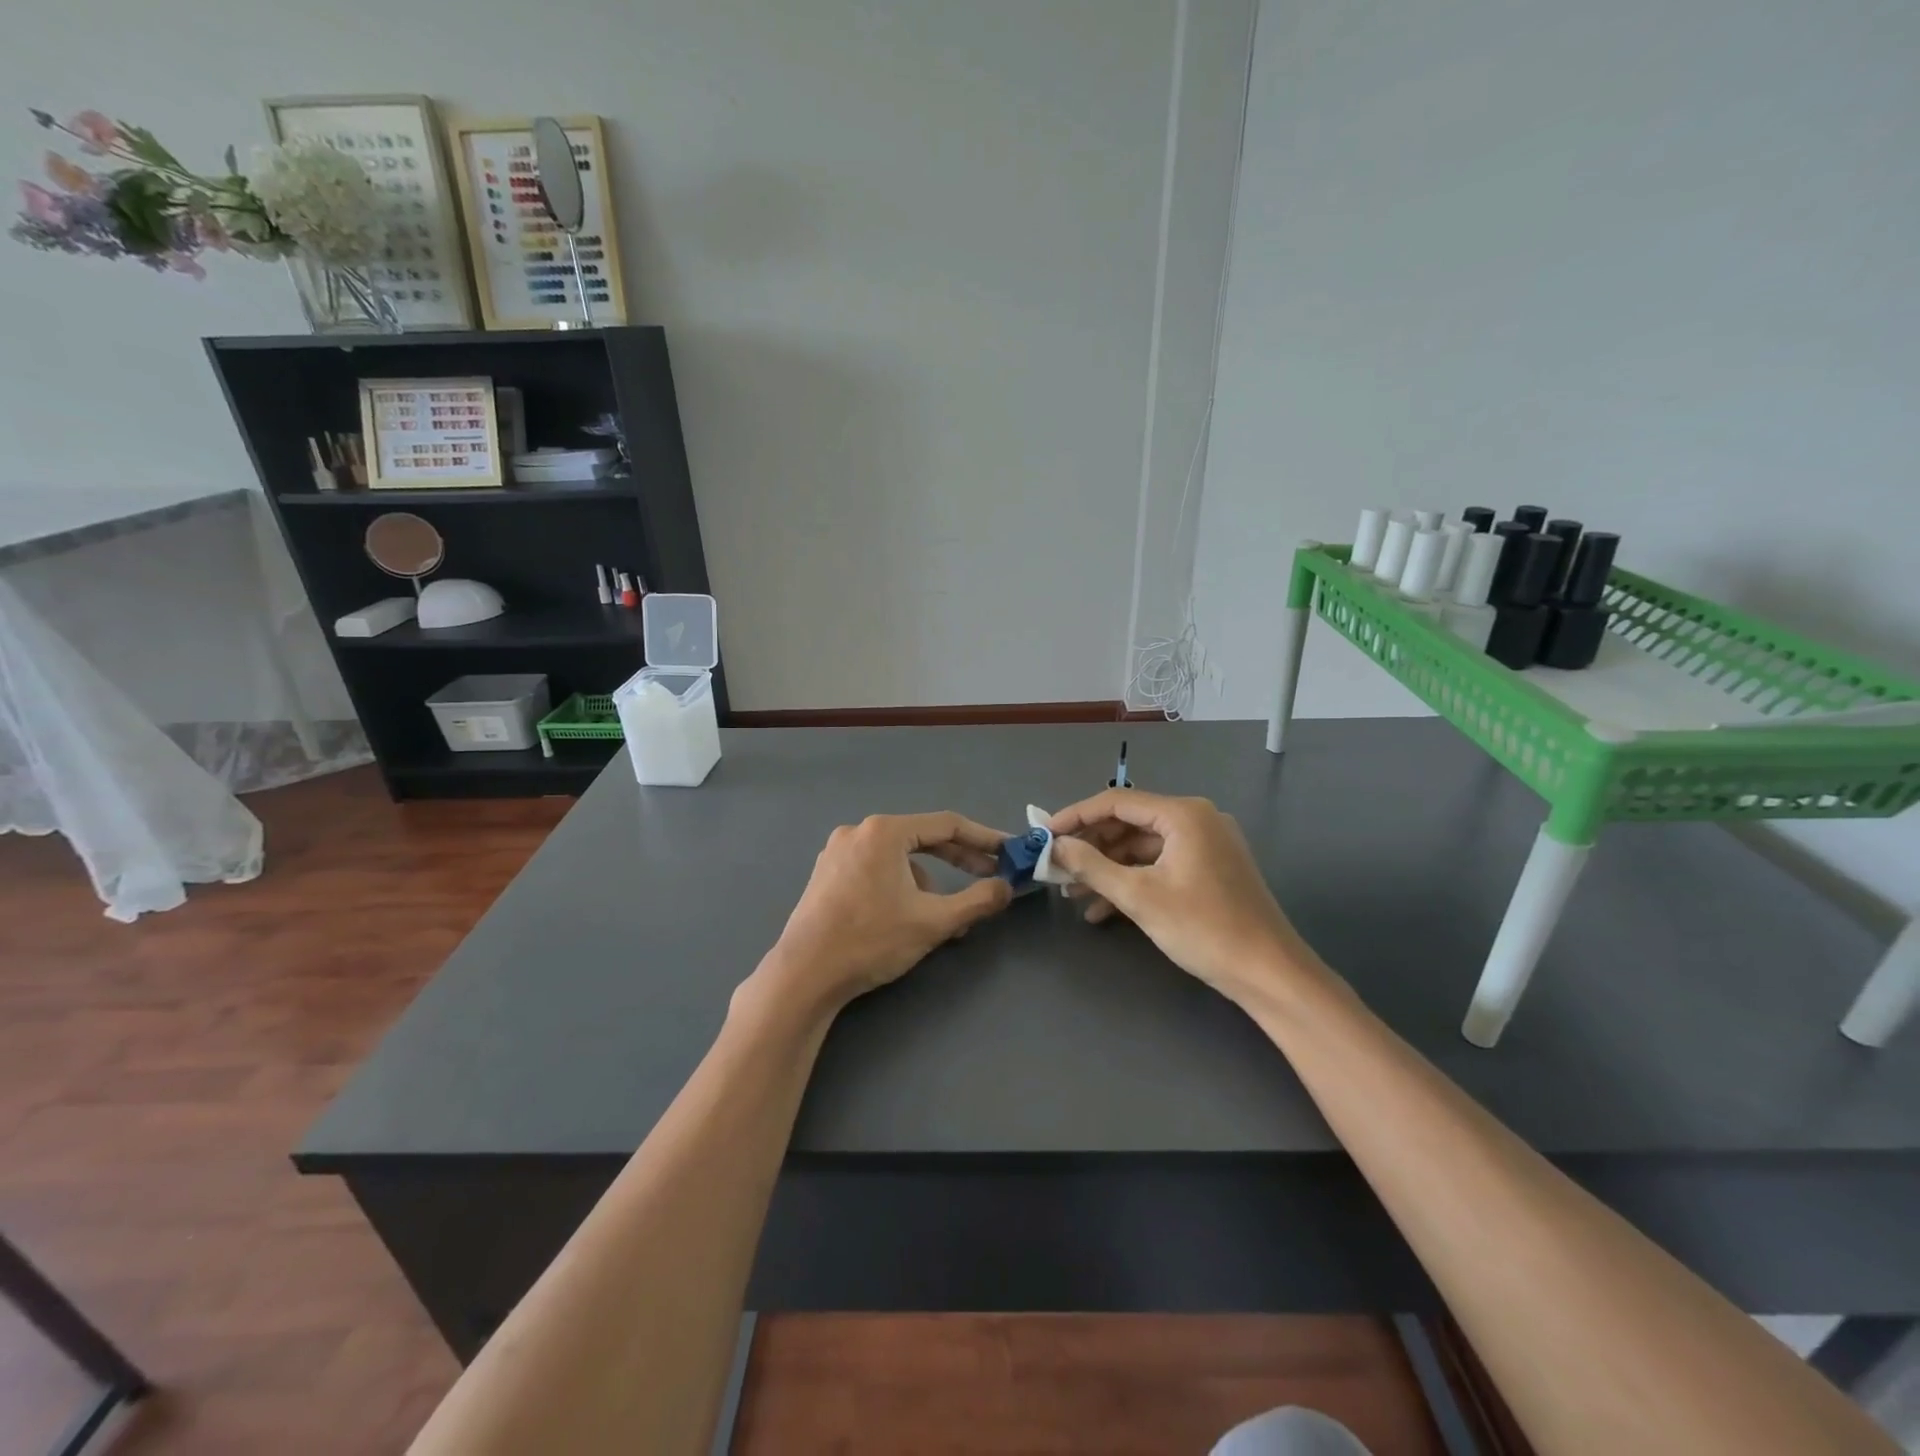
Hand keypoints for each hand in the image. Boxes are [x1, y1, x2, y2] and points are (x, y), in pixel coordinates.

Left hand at [754, 812, 1013, 1014]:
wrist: (804, 975)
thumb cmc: (871, 940)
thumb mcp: (933, 922)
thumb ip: (977, 901)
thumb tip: (1006, 888)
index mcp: (885, 832)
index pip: (947, 825)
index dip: (984, 839)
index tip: (1009, 851)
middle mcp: (859, 831)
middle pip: (922, 838)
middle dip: (959, 860)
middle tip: (990, 877)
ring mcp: (838, 852)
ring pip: (899, 858)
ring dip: (929, 882)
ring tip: (944, 918)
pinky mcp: (827, 875)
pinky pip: (877, 870)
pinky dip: (901, 886)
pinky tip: (907, 918)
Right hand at [1046, 790, 1326, 1009]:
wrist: (1269, 973)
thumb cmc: (1203, 928)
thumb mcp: (1140, 896)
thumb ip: (1093, 866)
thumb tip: (1056, 846)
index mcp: (1184, 814)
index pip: (1116, 802)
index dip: (1075, 816)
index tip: (1044, 834)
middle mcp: (1196, 819)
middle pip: (1129, 823)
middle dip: (1090, 846)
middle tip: (1056, 867)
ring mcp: (1206, 844)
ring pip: (1142, 847)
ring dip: (1107, 868)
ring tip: (1072, 892)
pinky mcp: (1209, 868)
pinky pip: (1160, 864)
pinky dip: (1132, 881)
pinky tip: (1103, 909)